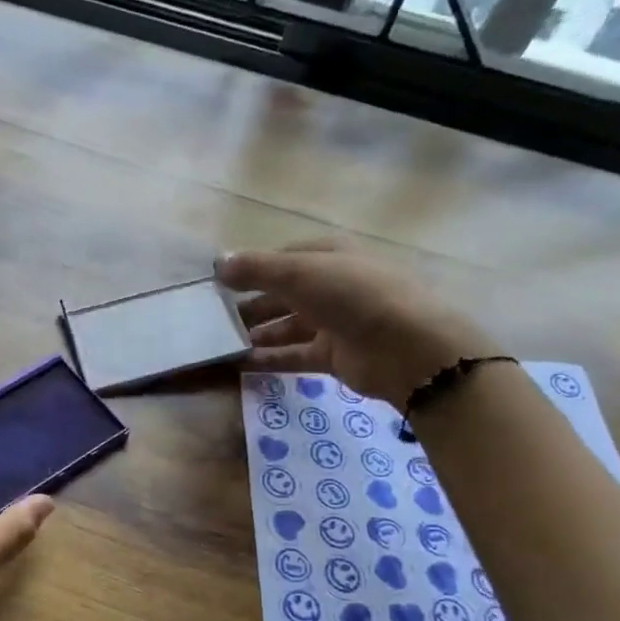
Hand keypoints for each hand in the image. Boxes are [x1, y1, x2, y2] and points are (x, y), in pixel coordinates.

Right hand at [216, 239, 496, 411]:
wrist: (406, 347)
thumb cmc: (352, 295)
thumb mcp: (299, 272)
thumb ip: (256, 269)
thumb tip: (218, 263)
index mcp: (328, 256)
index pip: (282, 259)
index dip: (251, 269)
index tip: (218, 285)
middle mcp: (331, 286)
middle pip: (282, 294)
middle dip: (250, 305)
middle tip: (213, 319)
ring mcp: (334, 322)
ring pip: (286, 326)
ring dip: (256, 334)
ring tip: (222, 343)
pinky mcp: (333, 356)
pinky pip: (293, 355)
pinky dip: (268, 359)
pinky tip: (239, 364)